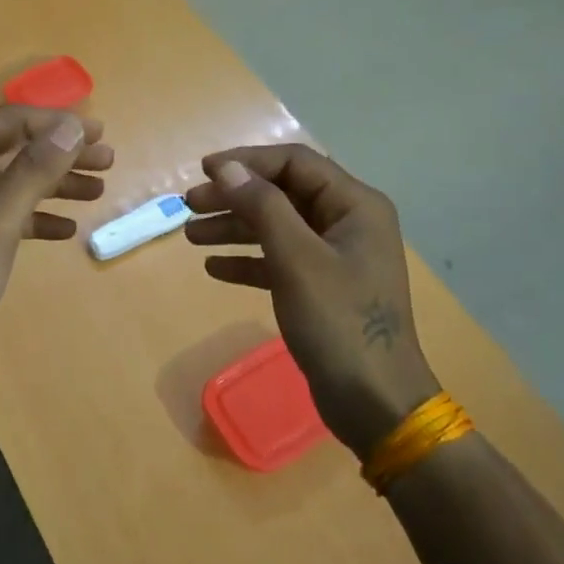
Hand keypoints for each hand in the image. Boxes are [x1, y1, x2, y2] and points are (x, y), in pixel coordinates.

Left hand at [0, 106, 113, 383]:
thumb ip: (34, 170)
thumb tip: (73, 127)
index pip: (10, 123)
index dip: (55, 123)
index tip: (98, 132)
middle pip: (18, 150)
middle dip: (63, 153)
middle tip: (108, 160)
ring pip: (19, 183)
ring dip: (58, 183)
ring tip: (99, 190)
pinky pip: (15, 216)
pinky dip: (42, 218)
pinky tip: (68, 229)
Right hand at [184, 145, 438, 459]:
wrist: (373, 401)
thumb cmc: (338, 322)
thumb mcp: (296, 259)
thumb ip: (262, 206)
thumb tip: (227, 168)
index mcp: (355, 205)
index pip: (295, 163)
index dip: (247, 161)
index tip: (204, 171)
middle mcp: (347, 223)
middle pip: (282, 194)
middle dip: (235, 197)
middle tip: (189, 206)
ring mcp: (335, 257)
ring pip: (277, 227)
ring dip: (234, 228)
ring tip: (191, 236)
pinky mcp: (322, 288)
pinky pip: (278, 261)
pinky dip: (248, 261)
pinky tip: (214, 268)